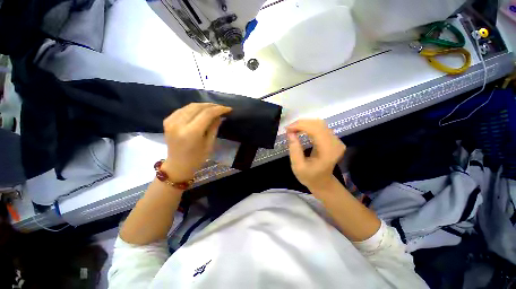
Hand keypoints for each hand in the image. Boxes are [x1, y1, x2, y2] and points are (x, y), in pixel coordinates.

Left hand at [161, 103, 231, 181]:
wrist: (177, 165)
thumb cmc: (197, 158)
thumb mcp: (209, 144)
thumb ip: (214, 127)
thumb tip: (220, 115)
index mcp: (191, 132)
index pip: (207, 114)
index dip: (219, 109)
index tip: (228, 109)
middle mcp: (179, 123)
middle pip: (198, 107)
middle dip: (212, 105)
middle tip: (222, 108)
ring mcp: (171, 121)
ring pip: (190, 106)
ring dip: (204, 105)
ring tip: (214, 108)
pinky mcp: (167, 120)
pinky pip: (183, 109)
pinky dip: (194, 108)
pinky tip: (201, 111)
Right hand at [287, 119, 345, 192]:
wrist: (323, 182)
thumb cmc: (310, 177)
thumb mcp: (298, 167)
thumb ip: (294, 150)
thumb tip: (290, 133)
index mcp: (328, 151)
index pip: (316, 130)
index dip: (301, 126)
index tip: (288, 129)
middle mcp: (335, 143)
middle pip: (318, 124)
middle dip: (301, 123)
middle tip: (289, 129)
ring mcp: (336, 140)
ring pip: (319, 124)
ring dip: (304, 124)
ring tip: (293, 129)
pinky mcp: (334, 139)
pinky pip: (321, 127)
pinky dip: (309, 126)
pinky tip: (301, 130)